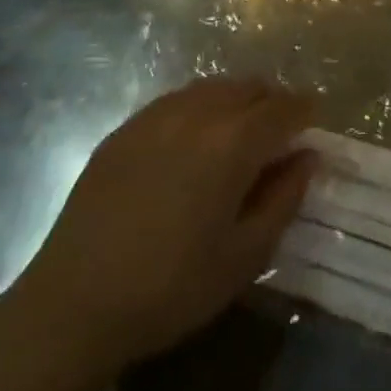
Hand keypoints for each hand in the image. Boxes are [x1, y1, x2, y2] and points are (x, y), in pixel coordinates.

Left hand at [0, 79, 315, 378]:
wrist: (74, 303)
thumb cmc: (171, 288)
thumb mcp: (244, 256)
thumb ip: (284, 198)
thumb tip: (308, 157)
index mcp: (232, 142)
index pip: (282, 108)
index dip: (305, 111)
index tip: (315, 121)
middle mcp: (197, 113)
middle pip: (248, 87)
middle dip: (272, 102)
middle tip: (281, 132)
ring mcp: (155, 115)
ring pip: (212, 88)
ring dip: (237, 101)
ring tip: (240, 132)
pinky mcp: (125, 128)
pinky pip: (176, 100)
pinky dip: (200, 108)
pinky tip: (194, 141)